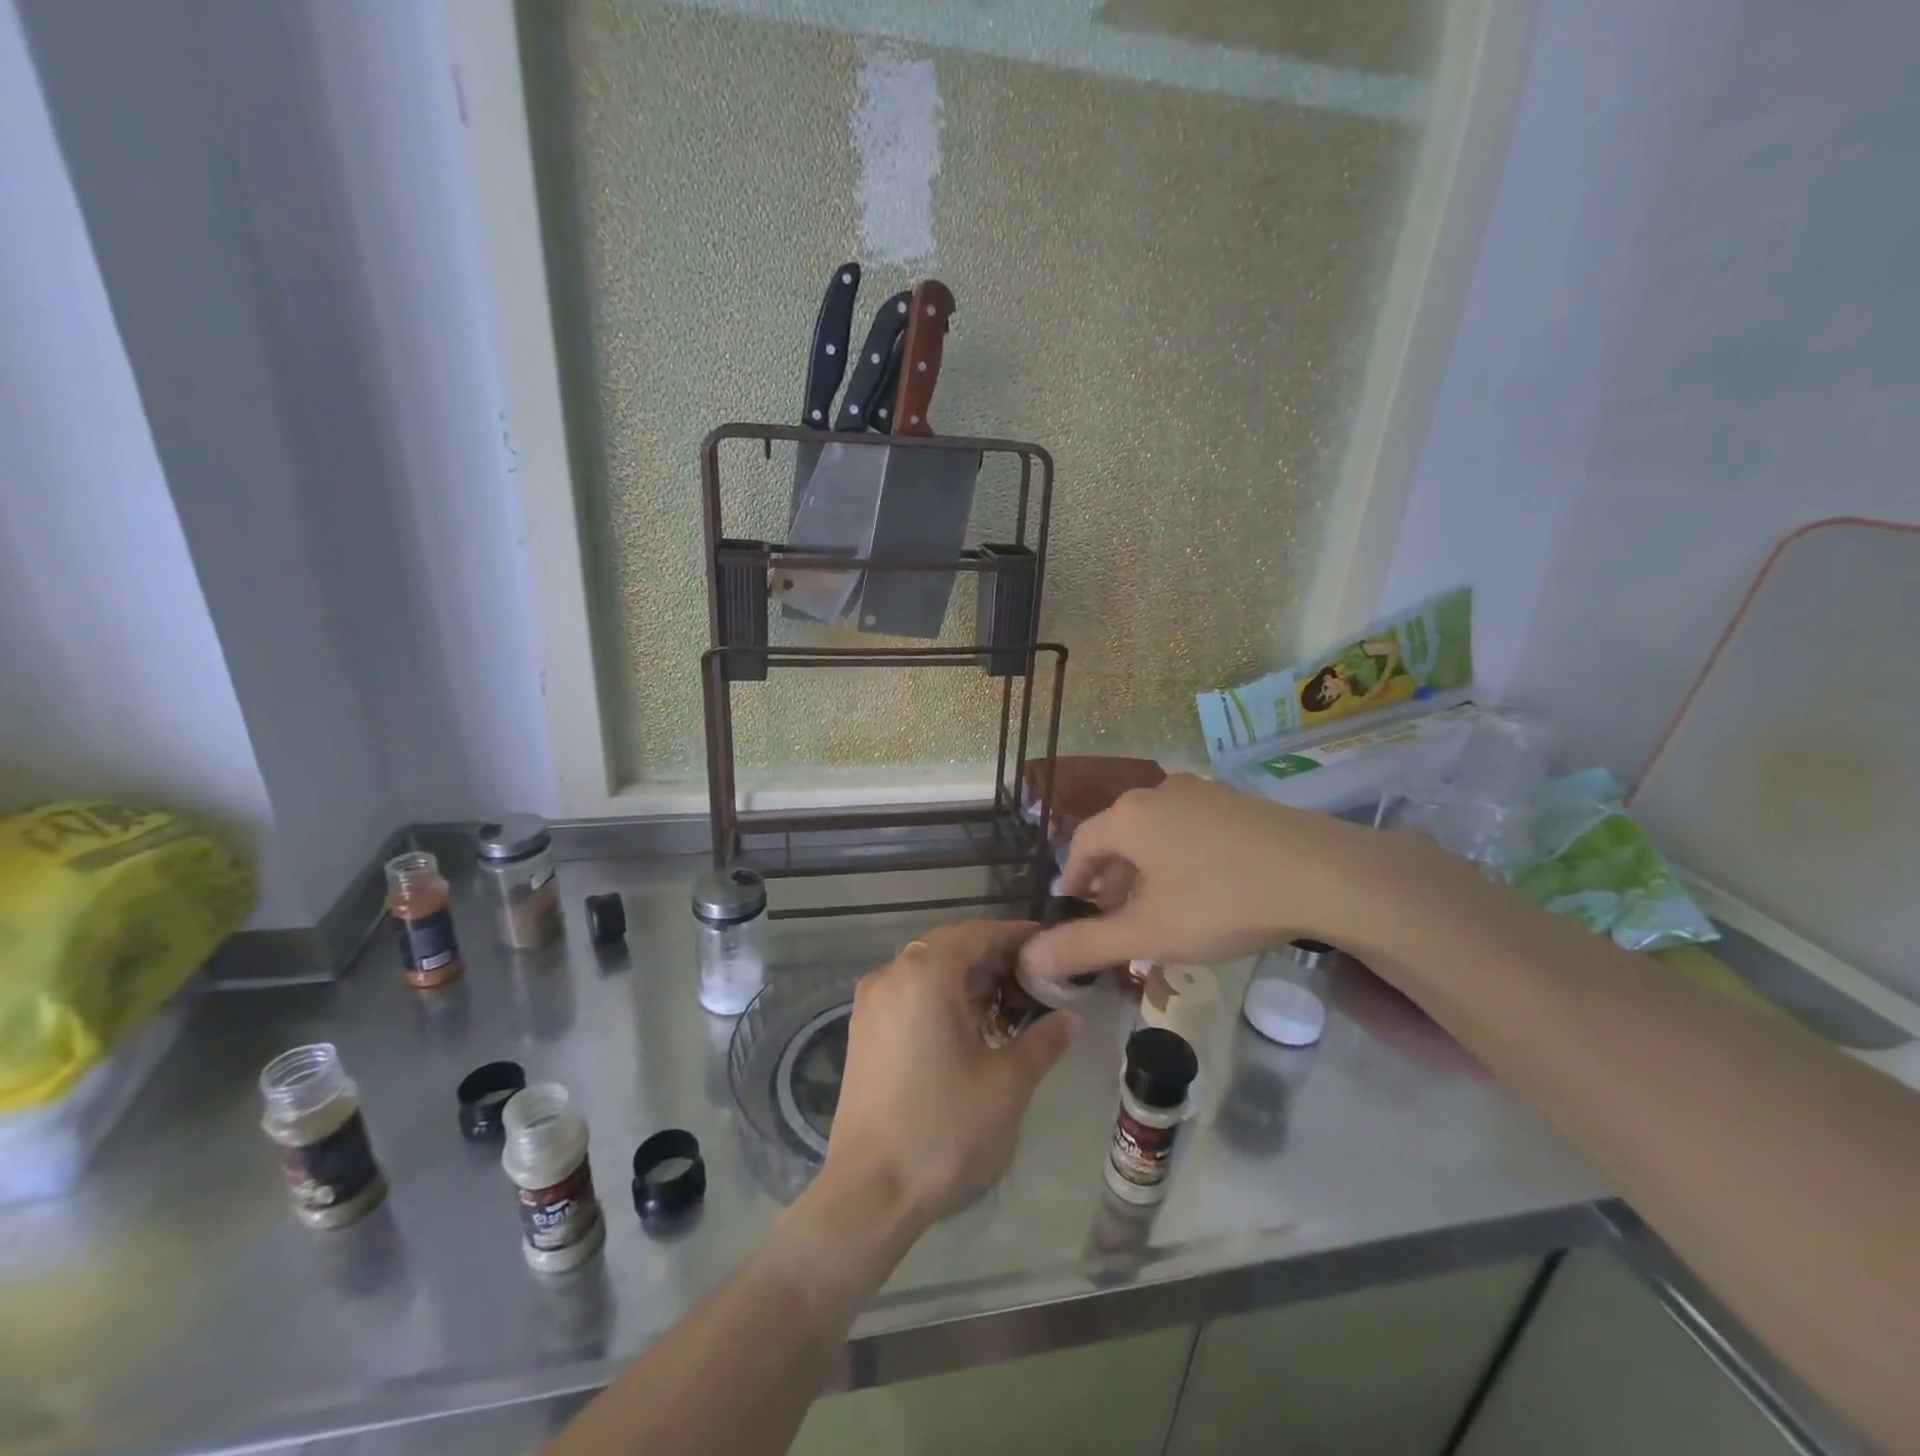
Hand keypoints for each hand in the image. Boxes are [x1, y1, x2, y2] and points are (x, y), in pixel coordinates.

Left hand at [821, 920, 1076, 1231]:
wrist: (871, 1192)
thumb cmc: (944, 1129)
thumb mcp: (1006, 1083)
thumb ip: (1042, 1041)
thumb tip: (1070, 1018)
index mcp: (925, 975)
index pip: (976, 934)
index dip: (1014, 936)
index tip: (1047, 944)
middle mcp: (891, 976)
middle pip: (949, 948)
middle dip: (992, 958)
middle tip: (1034, 978)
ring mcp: (871, 1003)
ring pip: (927, 971)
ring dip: (966, 979)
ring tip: (1008, 1004)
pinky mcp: (862, 1031)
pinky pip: (908, 994)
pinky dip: (940, 997)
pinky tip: (969, 1027)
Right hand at [1021, 775, 1397, 978]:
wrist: (1325, 874)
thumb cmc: (1220, 901)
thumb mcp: (1148, 933)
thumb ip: (1085, 945)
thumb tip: (1029, 958)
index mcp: (1129, 816)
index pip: (1081, 843)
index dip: (1072, 879)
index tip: (1072, 910)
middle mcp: (1159, 794)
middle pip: (1118, 837)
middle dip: (1109, 880)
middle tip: (1112, 918)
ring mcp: (1203, 794)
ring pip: (1155, 834)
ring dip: (1144, 872)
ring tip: (1155, 911)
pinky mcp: (1238, 804)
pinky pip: (1189, 830)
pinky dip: (1178, 860)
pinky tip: (1200, 892)